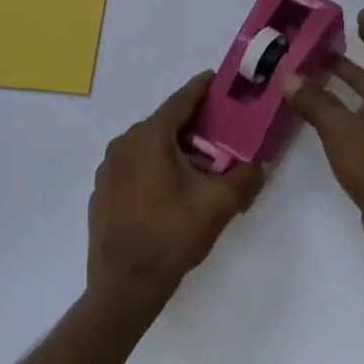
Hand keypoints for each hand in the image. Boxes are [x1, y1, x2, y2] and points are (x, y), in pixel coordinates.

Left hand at [88, 72, 265, 305]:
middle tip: (222, 134)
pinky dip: (155, 168)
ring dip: (175, 150)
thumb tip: (261, 163)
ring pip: (149, 147)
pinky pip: (135, 167)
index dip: (202, 88)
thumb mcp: (219, 204)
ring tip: (201, 168)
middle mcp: (124, 143)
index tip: (218, 79)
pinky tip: (172, 192)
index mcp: (150, 137)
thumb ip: (246, 176)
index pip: (181, 100)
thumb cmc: (172, 235)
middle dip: (194, 126)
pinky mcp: (102, 191)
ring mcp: (108, 168)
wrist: (125, 285)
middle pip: (165, 124)